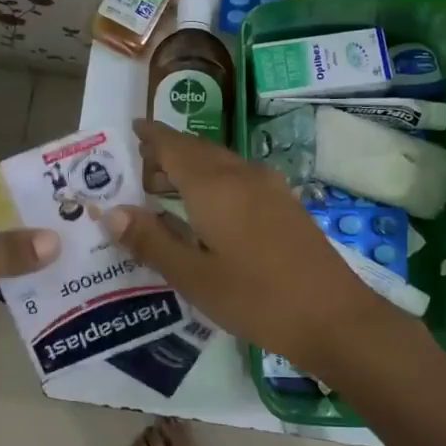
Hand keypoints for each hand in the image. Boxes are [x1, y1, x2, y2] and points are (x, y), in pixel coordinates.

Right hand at [97, 120, 413, 373]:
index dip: (151, 136)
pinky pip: (240, 177)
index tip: (131, 128)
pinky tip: (210, 208)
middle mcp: (242, 175)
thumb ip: (151, 241)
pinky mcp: (286, 204)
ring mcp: (270, 188)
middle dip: (168, 152)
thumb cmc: (256, 298)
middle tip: (139, 165)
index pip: (174, 146)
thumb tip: (111, 211)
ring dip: (192, 167)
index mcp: (214, 186)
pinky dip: (215, 180)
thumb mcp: (193, 277)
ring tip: (166, 187)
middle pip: (198, 150)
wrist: (335, 317)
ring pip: (221, 162)